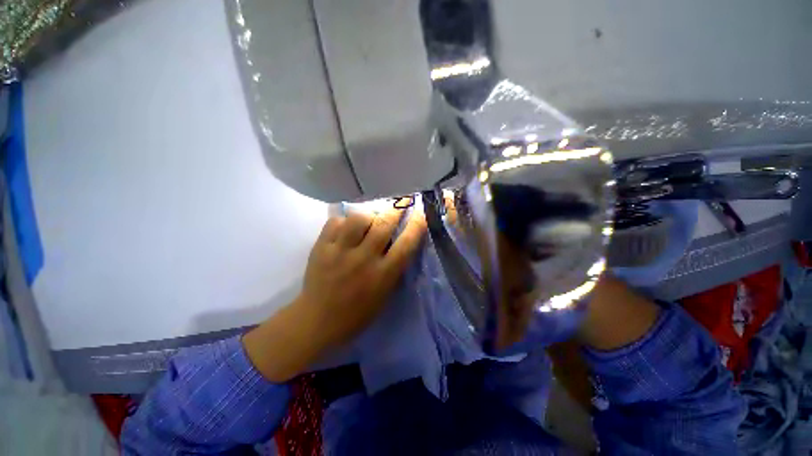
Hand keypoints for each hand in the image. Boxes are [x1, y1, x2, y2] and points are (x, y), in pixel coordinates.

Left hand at [243, 206, 426, 381]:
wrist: (317, 321)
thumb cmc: (357, 313)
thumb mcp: (384, 294)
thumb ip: (393, 268)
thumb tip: (399, 240)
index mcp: (382, 275)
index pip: (406, 244)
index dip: (416, 225)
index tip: (420, 212)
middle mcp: (363, 259)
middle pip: (383, 224)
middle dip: (396, 209)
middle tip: (401, 202)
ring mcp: (339, 251)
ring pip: (358, 218)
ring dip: (369, 215)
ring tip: (369, 221)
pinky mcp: (321, 247)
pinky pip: (335, 221)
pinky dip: (344, 221)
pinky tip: (346, 228)